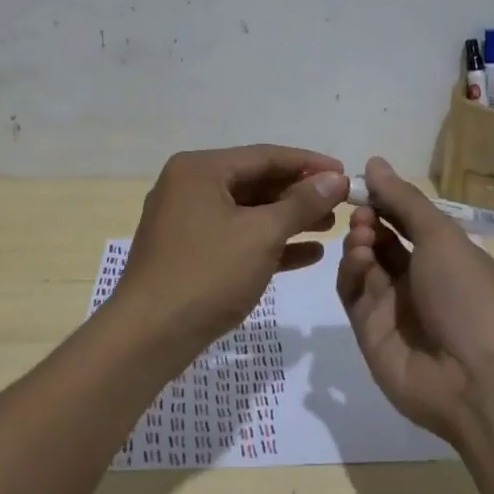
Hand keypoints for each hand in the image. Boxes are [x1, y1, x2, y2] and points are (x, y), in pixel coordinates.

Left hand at [111, 145, 347, 357]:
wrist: (148, 338)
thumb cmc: (207, 273)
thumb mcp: (261, 234)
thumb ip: (301, 203)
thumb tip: (335, 179)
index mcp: (201, 169)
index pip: (265, 156)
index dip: (309, 164)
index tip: (345, 173)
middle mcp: (190, 186)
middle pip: (256, 182)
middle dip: (300, 194)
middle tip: (341, 204)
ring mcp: (187, 221)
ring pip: (248, 212)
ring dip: (289, 219)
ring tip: (330, 227)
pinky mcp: (190, 253)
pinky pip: (237, 238)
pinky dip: (269, 244)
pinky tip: (307, 255)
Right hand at [338, 157, 493, 441]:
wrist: (473, 377)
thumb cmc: (466, 293)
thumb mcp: (440, 236)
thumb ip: (403, 200)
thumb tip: (374, 162)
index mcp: (445, 255)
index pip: (408, 220)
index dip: (386, 200)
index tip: (363, 182)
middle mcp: (419, 278)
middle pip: (382, 240)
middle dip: (369, 220)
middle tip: (362, 213)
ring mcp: (393, 306)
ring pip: (363, 264)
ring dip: (359, 243)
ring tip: (362, 237)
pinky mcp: (369, 331)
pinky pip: (352, 293)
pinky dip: (351, 271)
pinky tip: (358, 260)